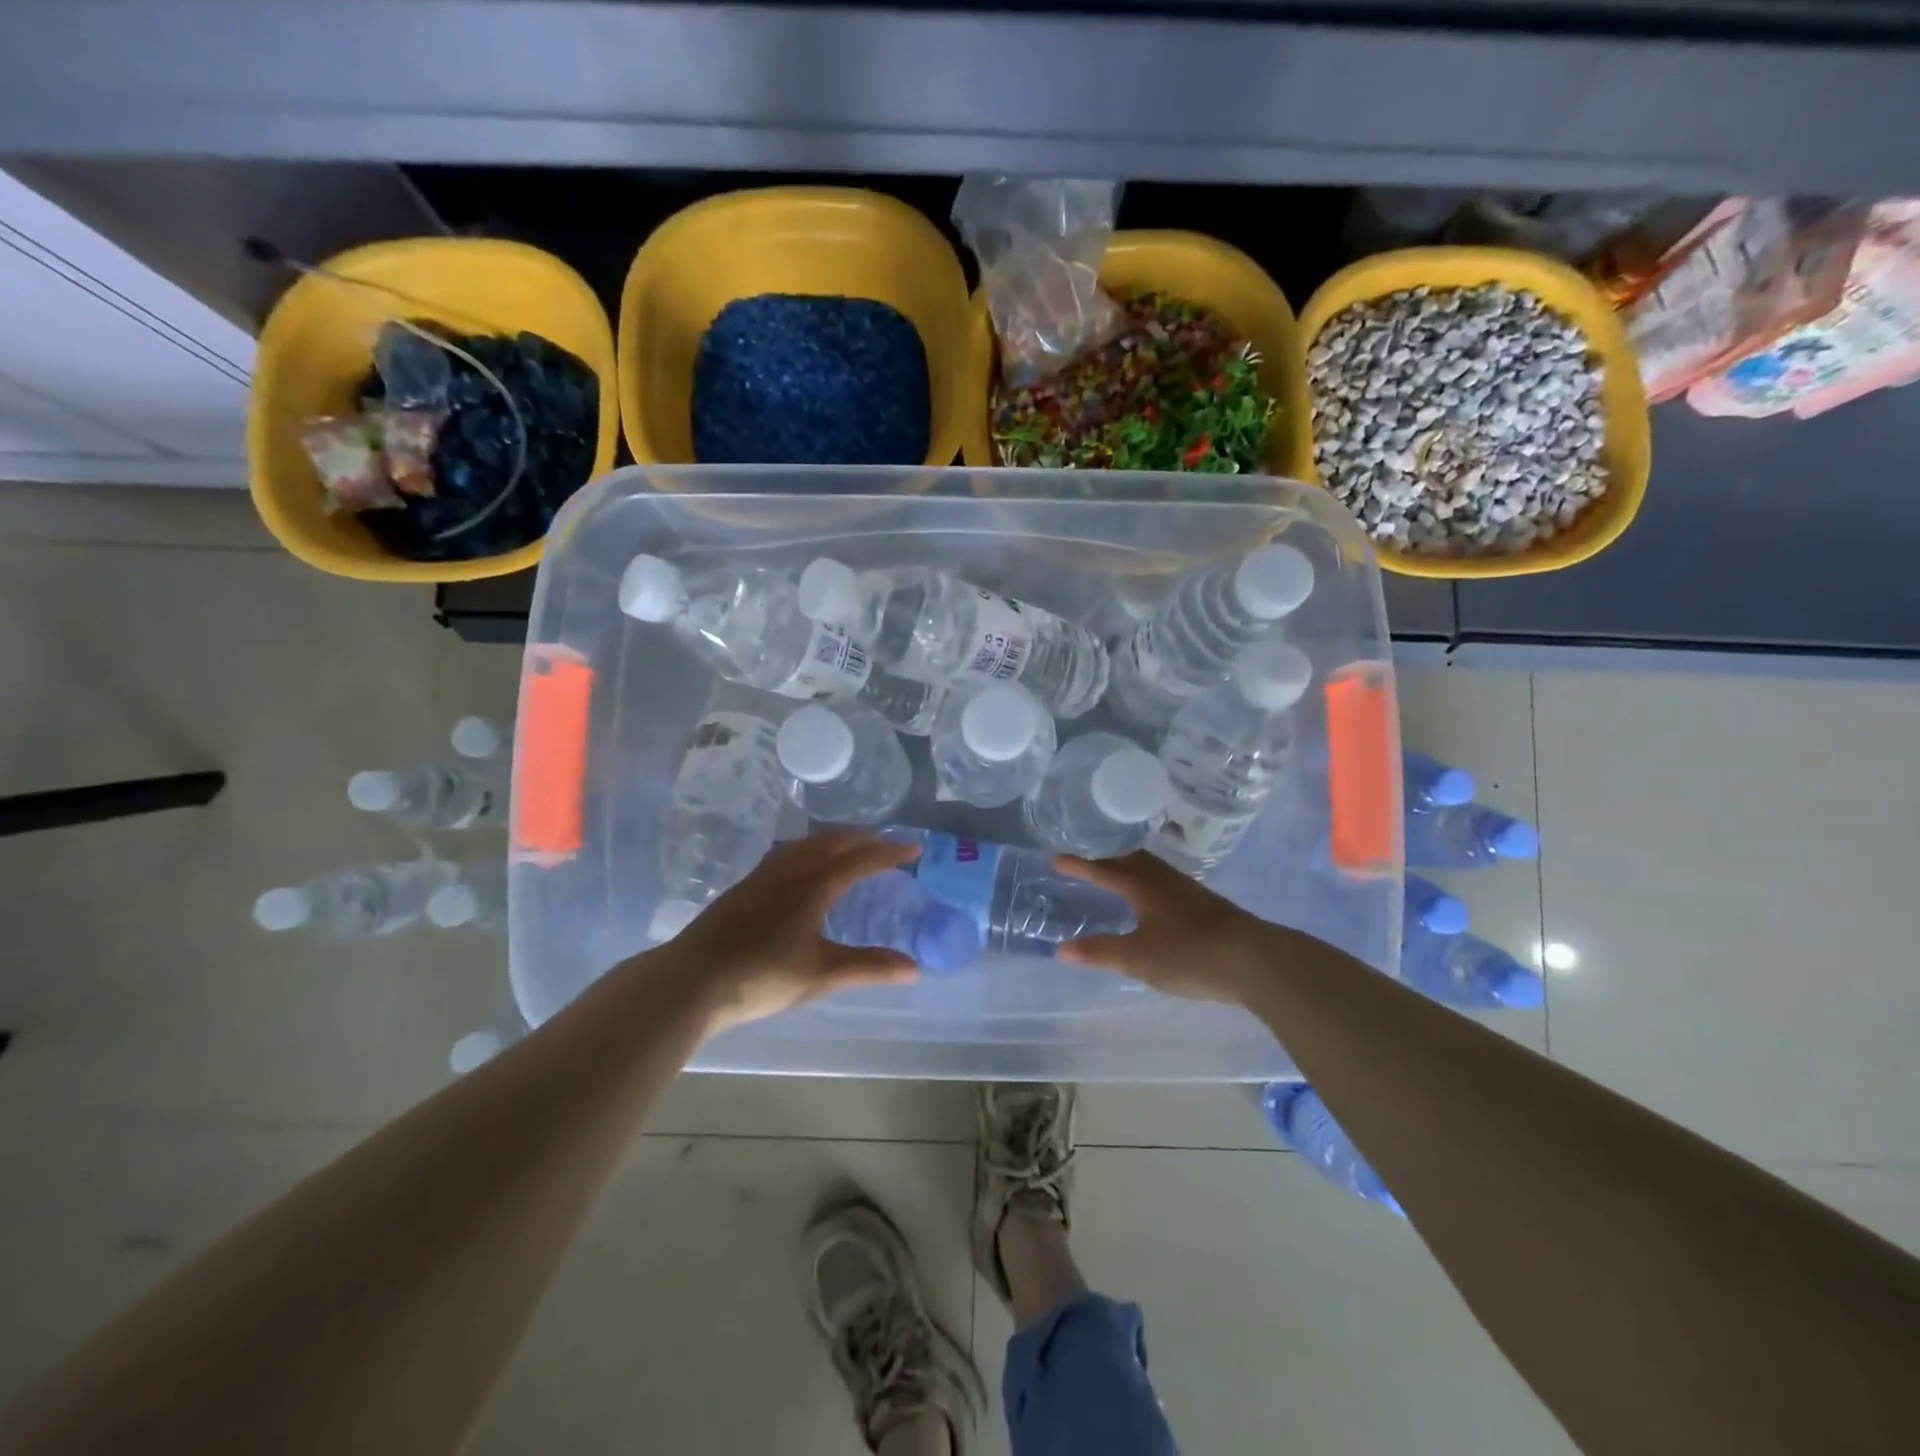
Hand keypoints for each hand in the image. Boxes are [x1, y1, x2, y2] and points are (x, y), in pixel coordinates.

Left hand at [660, 832, 922, 1035]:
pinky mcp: (745, 886)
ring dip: (835, 840)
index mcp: (815, 885)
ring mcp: (763, 875)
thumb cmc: (763, 976)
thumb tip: (913, 968)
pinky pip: (787, 852)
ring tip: (850, 846)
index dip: (890, 852)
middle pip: (834, 842)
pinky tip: (802, 864)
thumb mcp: (822, 974)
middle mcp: (791, 870)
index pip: (861, 859)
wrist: (692, 979)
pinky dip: (809, 848)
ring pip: (807, 843)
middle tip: (887, 844)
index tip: (914, 848)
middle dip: (865, 839)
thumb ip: (869, 967)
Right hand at [1054, 851, 1276, 1003]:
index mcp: (1143, 886)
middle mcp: (1164, 880)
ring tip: (1115, 873)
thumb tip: (1062, 949)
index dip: (1079, 864)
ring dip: (1128, 866)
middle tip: (1085, 859)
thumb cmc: (1190, 955)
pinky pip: (1165, 881)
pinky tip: (1153, 899)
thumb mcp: (1138, 958)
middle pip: (1130, 858)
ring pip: (1151, 868)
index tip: (1056, 857)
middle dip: (1105, 857)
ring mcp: (1188, 890)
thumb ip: (1100, 952)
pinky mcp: (1206, 904)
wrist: (1255, 960)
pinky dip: (1147, 881)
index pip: (1104, 868)